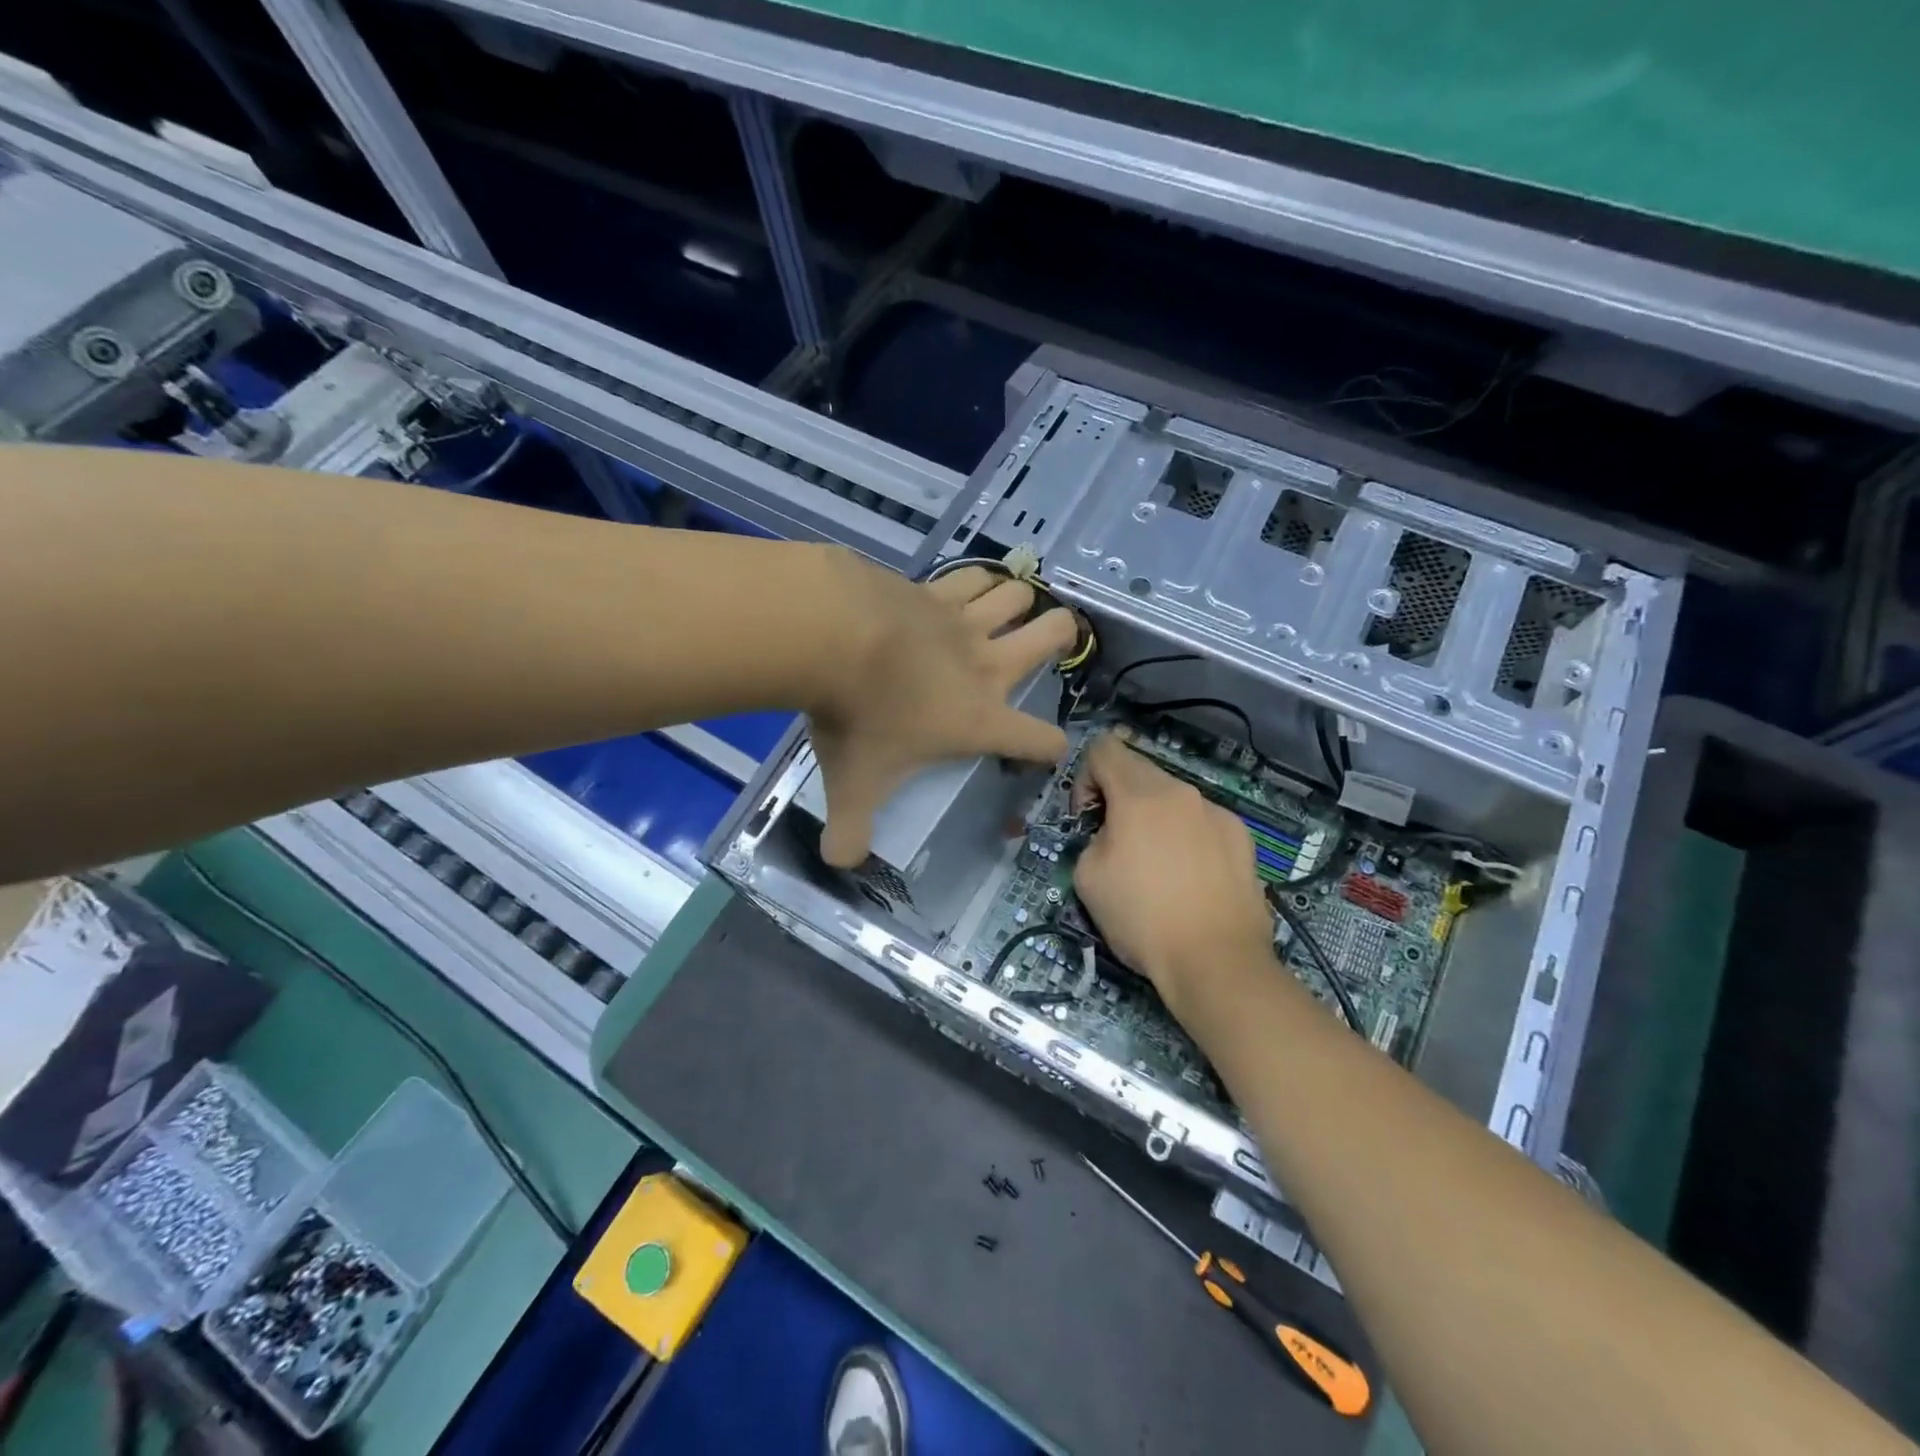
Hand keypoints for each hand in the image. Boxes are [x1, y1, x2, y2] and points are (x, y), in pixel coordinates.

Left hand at [811, 562, 1078, 866]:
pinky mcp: (935, 588)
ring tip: (1008, 614)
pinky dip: (980, 581)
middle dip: (1062, 638)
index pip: (1040, 740)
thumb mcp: (854, 784)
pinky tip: (970, 586)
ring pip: (1019, 597)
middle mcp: (986, 665)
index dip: (1049, 749)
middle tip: (1049, 645)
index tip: (1041, 752)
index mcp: (980, 719)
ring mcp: (963, 621)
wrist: (833, 636)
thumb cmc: (856, 716)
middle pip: (1054, 637)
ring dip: (1021, 604)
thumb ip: (851, 829)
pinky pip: (974, 576)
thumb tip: (841, 861)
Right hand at [1072, 733, 1276, 1017]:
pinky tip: (1190, 880)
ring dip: (1155, 820)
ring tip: (1157, 869)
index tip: (1087, 820)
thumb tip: (1110, 834)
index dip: (1085, 778)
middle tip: (1117, 845)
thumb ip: (1092, 837)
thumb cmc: (1142, 918)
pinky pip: (1201, 823)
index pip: (1103, 748)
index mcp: (1141, 794)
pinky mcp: (1243, 838)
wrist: (1217, 962)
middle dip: (1119, 799)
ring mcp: (1218, 813)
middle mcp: (1183, 792)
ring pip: (1173, 800)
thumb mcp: (1088, 877)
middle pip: (1139, 771)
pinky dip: (1187, 838)